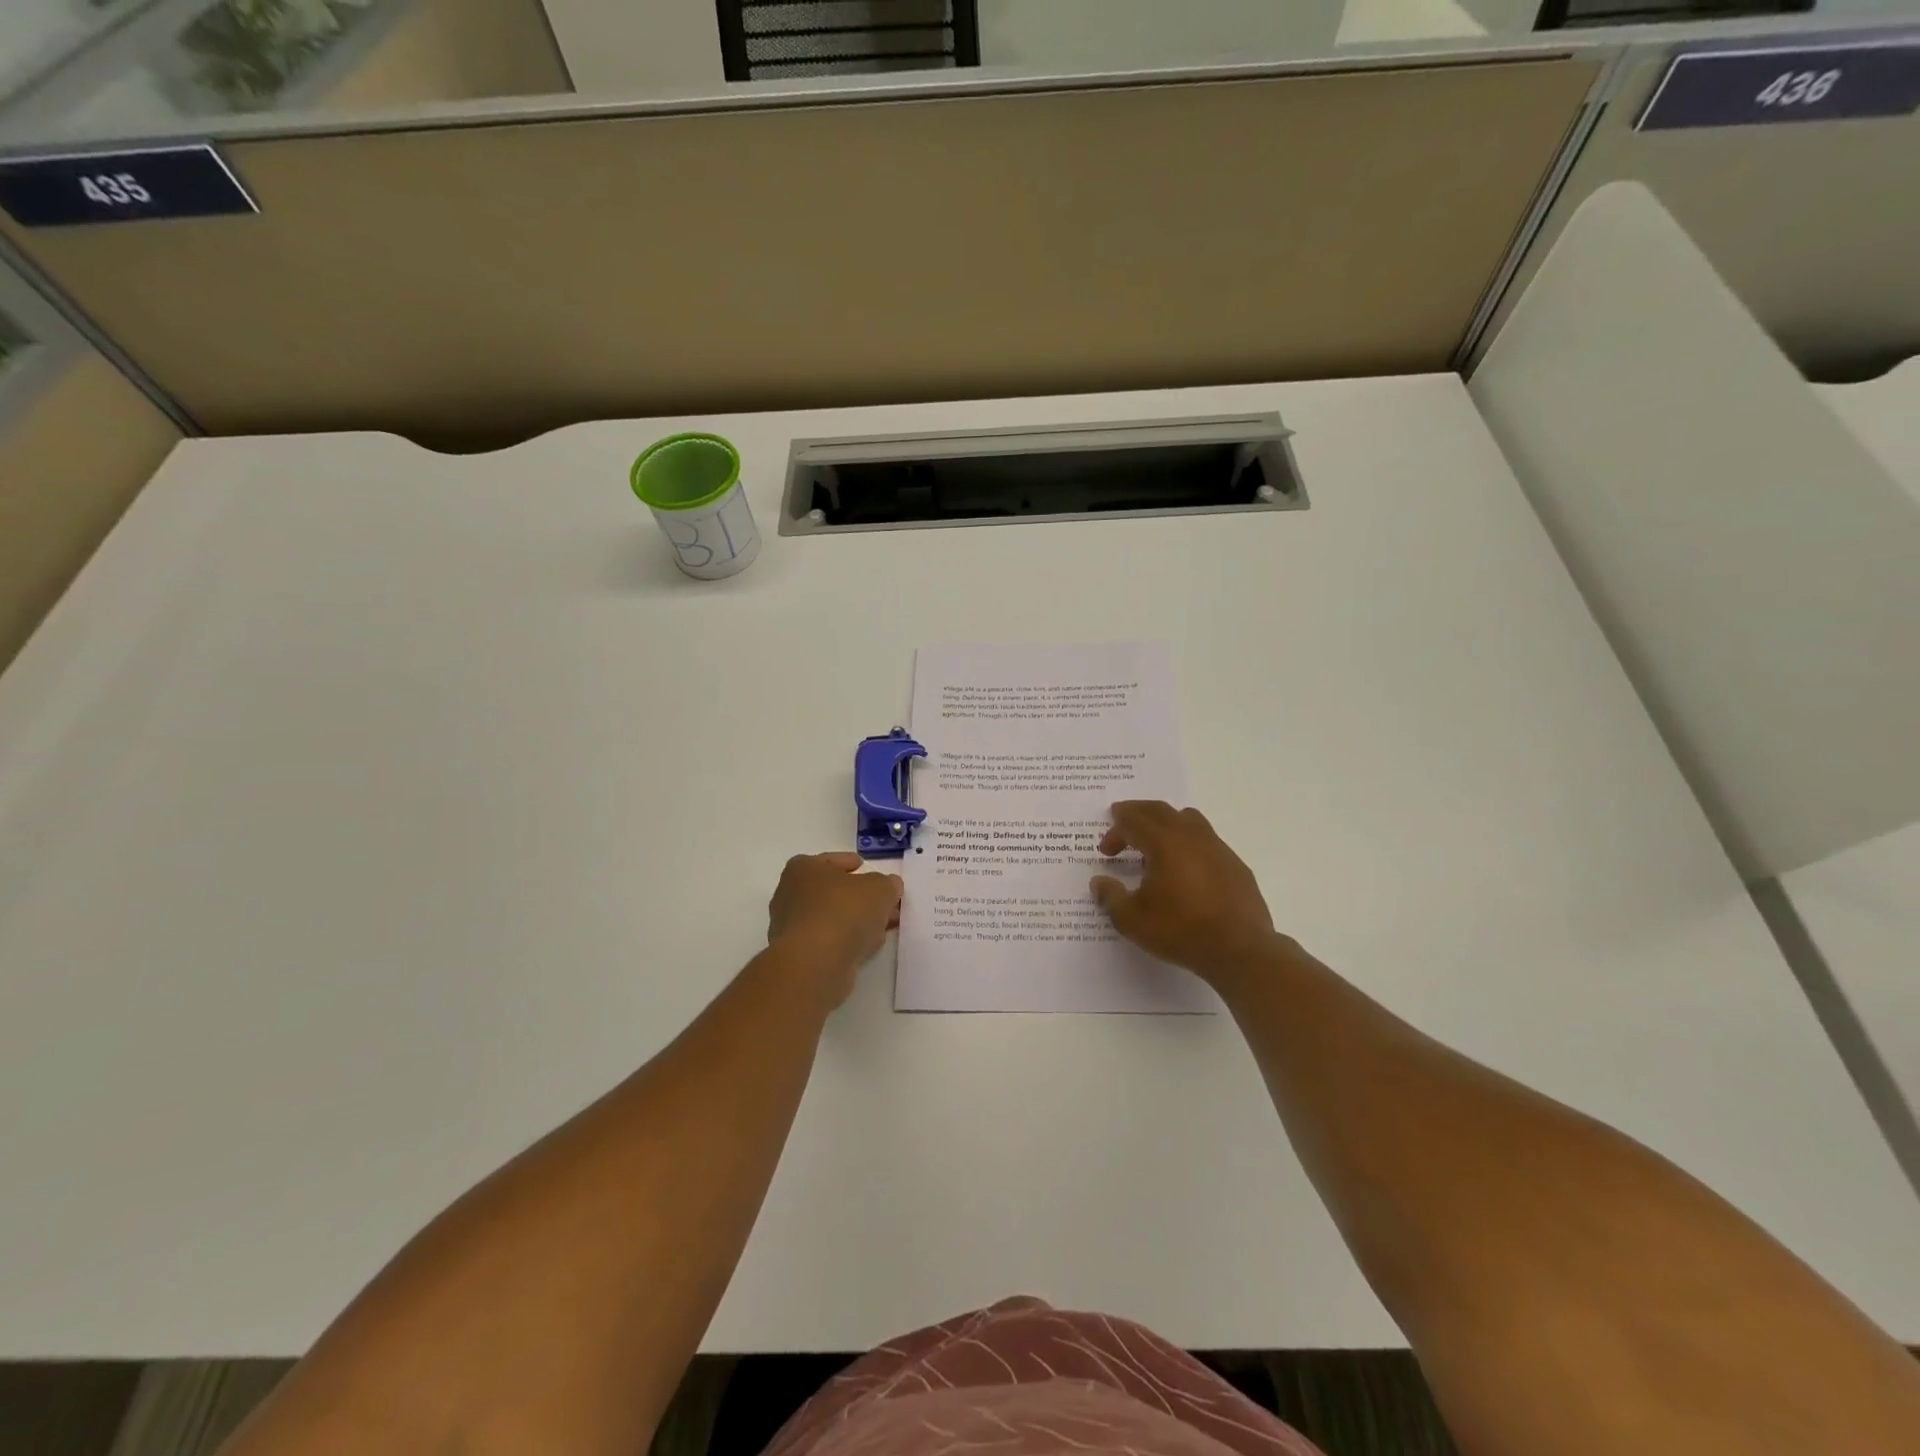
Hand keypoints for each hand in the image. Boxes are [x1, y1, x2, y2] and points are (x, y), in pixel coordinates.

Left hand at [767, 853, 902, 1007]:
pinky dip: (847, 940)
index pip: (831, 860)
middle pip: (833, 891)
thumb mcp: (880, 889)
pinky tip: (867, 946)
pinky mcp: (798, 955)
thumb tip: (890, 887)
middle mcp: (790, 894)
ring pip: (832, 917)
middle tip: (884, 903)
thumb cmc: (844, 911)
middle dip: (861, 897)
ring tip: (883, 926)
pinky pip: (829, 940)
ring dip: (856, 921)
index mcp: (803, 869)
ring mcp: (792, 927)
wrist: (815, 964)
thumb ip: (888, 884)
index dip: (852, 864)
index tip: (867, 870)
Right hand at [1090, 801, 1279, 986]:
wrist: (1240, 950)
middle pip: (1160, 810)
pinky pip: (1207, 840)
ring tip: (1155, 842)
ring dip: (1166, 823)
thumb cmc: (1181, 931)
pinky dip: (1188, 843)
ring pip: (1188, 819)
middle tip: (1122, 820)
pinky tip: (1186, 869)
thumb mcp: (1132, 920)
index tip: (1105, 851)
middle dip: (1137, 813)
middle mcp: (1191, 836)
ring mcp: (1217, 848)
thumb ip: (1111, 897)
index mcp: (1163, 843)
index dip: (1115, 832)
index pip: (1133, 822)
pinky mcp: (1235, 864)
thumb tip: (1099, 882)